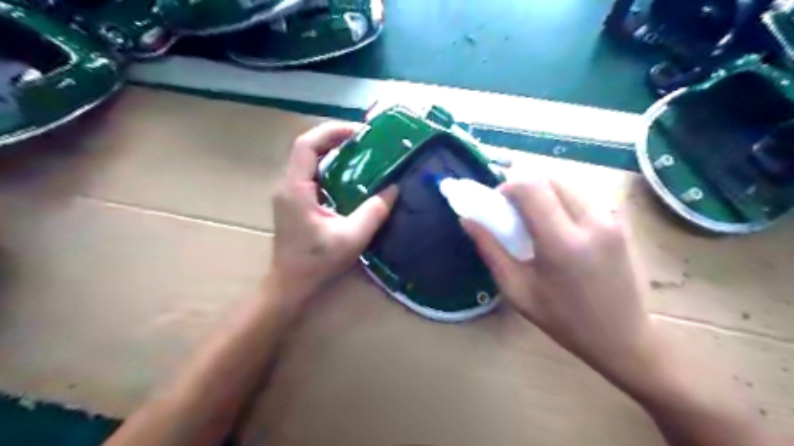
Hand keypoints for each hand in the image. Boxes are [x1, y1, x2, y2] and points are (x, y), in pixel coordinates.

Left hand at [270, 120, 399, 310]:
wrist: (291, 284)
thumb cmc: (316, 263)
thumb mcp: (351, 238)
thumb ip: (374, 212)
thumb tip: (394, 189)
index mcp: (296, 188)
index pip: (307, 144)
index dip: (332, 131)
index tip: (360, 132)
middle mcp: (288, 185)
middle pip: (308, 148)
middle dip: (336, 138)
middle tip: (366, 141)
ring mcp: (289, 193)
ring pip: (310, 160)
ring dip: (333, 152)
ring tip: (362, 153)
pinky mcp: (295, 201)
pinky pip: (312, 174)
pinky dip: (331, 167)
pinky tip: (351, 176)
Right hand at [463, 180, 654, 387]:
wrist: (622, 338)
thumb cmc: (563, 319)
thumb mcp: (517, 289)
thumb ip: (490, 250)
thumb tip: (468, 221)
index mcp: (562, 242)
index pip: (531, 187)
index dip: (508, 187)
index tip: (499, 204)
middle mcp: (591, 221)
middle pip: (550, 179)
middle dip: (525, 187)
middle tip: (513, 211)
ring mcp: (611, 219)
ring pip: (568, 184)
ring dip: (544, 192)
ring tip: (535, 218)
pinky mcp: (620, 222)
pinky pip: (584, 195)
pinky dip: (563, 199)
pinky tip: (559, 225)